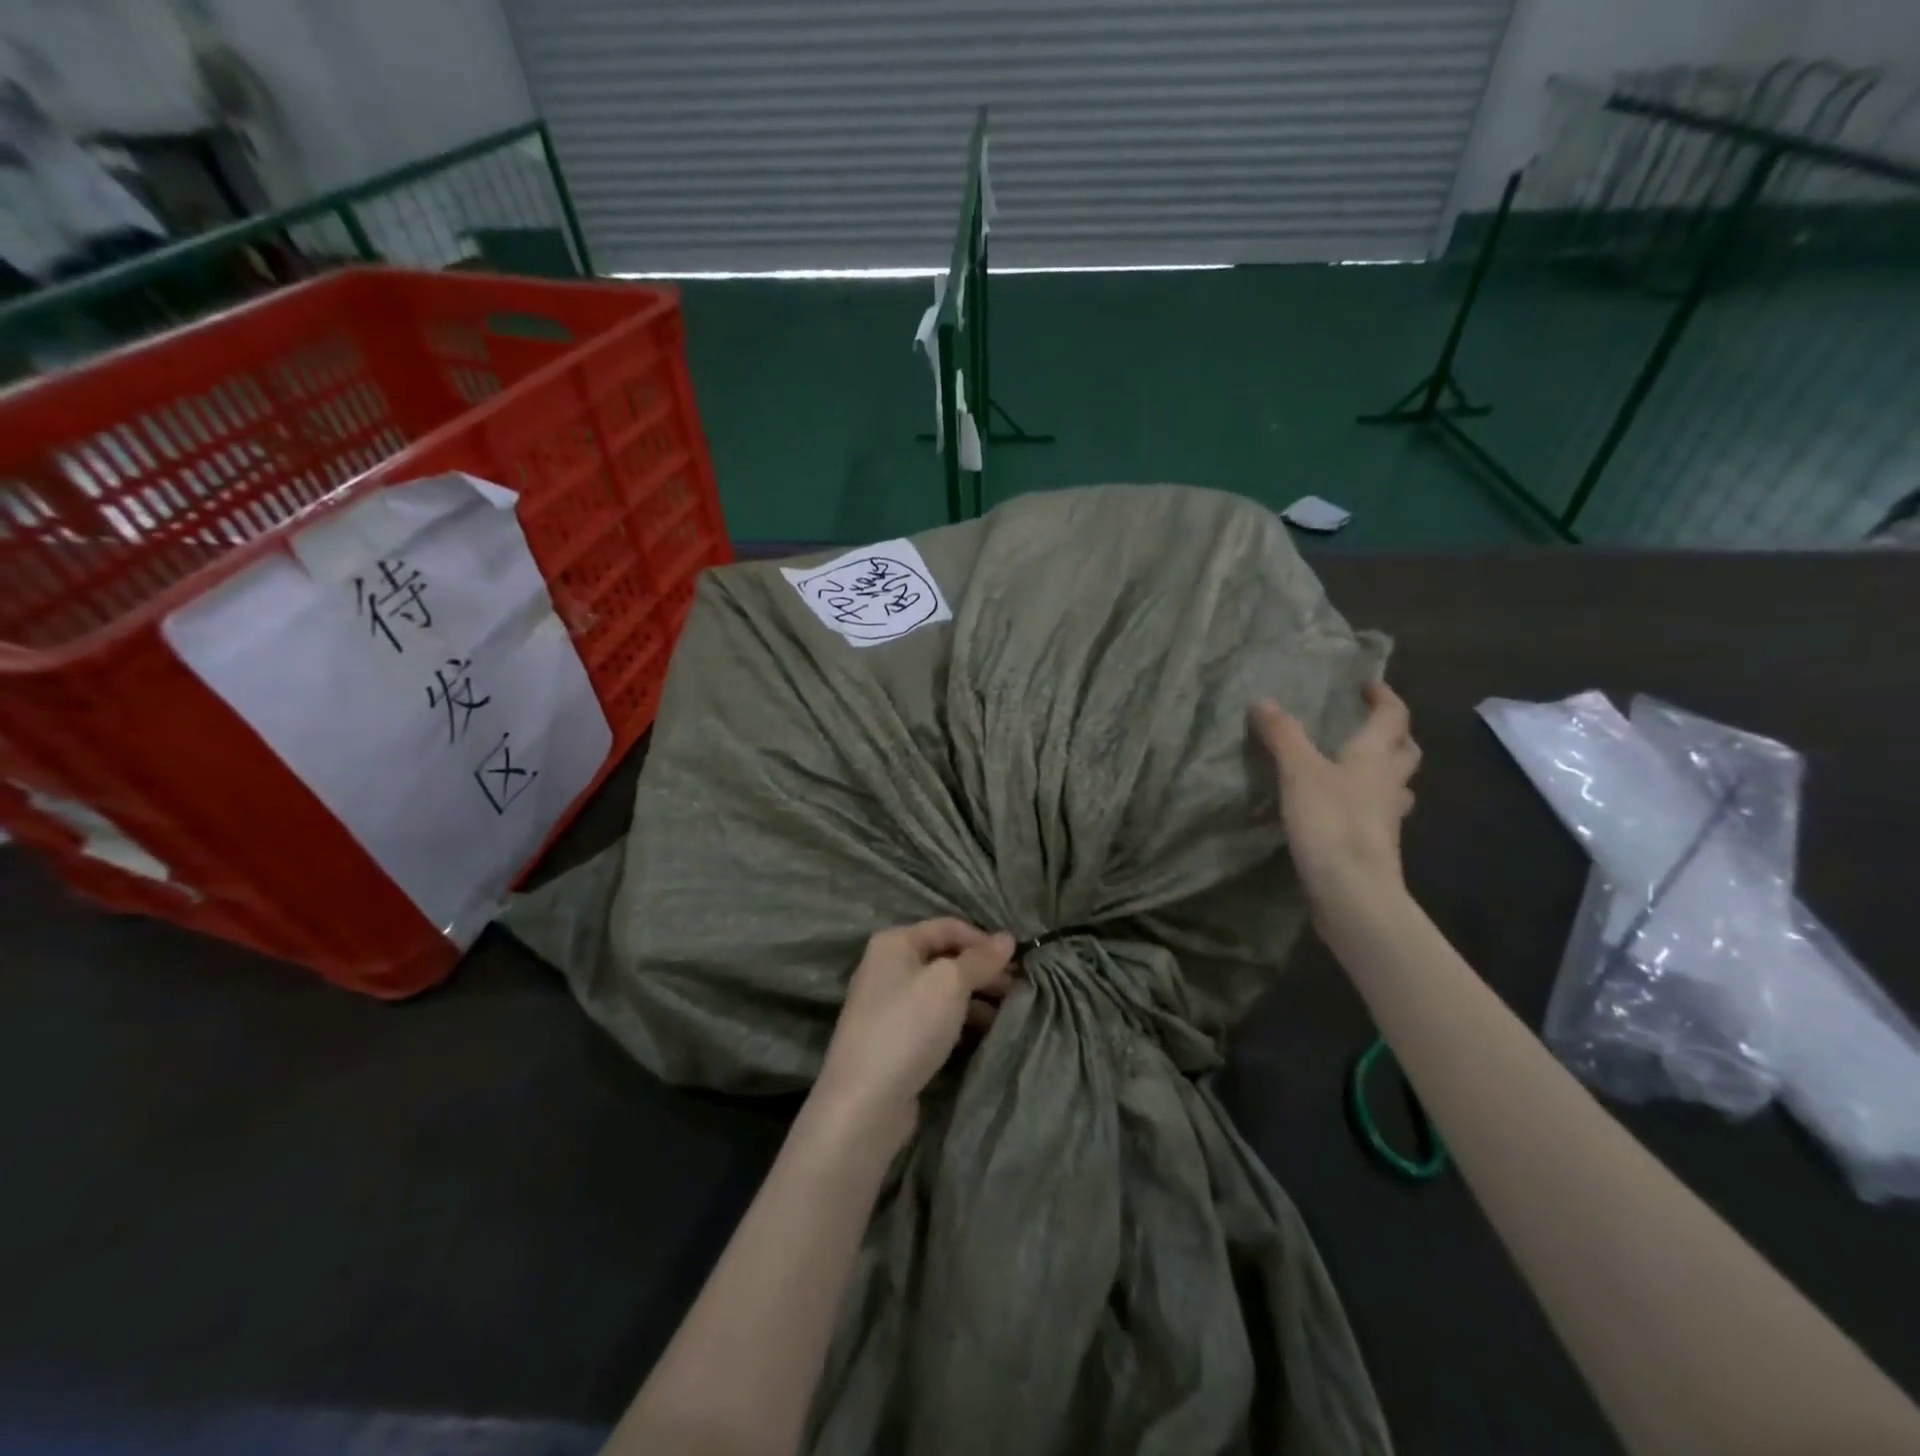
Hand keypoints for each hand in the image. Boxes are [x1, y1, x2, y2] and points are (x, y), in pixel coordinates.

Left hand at [811, 919, 1017, 1151]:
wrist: (864, 1103)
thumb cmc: (907, 1027)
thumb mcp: (949, 984)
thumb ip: (980, 959)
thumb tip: (1008, 938)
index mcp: (894, 943)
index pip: (948, 927)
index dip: (984, 940)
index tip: (1017, 961)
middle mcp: (888, 967)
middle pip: (946, 959)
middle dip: (983, 971)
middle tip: (1018, 990)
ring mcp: (890, 1006)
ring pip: (943, 991)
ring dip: (976, 999)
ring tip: (1008, 1014)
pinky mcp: (896, 1040)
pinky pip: (935, 1019)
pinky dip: (960, 1022)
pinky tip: (984, 1036)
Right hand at [1252, 680, 1419, 908]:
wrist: (1353, 891)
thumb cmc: (1331, 821)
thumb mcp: (1298, 772)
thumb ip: (1283, 735)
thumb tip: (1264, 701)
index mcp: (1376, 756)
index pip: (1393, 716)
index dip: (1384, 697)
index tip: (1369, 683)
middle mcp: (1389, 782)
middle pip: (1405, 750)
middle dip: (1393, 733)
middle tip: (1369, 724)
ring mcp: (1387, 817)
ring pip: (1396, 783)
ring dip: (1385, 769)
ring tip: (1359, 765)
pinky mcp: (1375, 844)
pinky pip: (1378, 812)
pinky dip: (1367, 801)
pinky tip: (1344, 807)